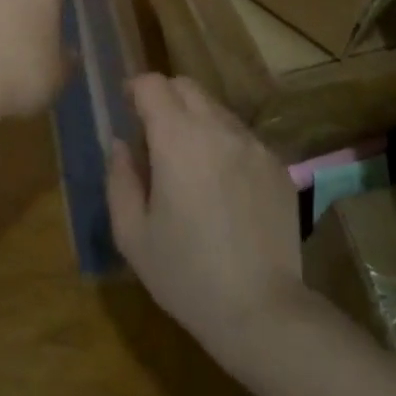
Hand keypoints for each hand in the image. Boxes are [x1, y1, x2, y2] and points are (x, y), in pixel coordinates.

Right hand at [106, 75, 308, 371]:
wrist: (262, 311)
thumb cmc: (186, 275)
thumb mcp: (132, 235)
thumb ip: (119, 179)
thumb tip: (120, 144)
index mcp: (178, 139)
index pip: (153, 84)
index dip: (135, 89)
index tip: (126, 110)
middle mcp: (218, 129)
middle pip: (186, 86)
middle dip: (164, 98)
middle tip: (153, 135)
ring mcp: (253, 145)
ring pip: (216, 110)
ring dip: (195, 121)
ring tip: (189, 165)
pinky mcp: (276, 165)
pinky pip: (242, 138)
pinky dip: (224, 145)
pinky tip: (222, 188)